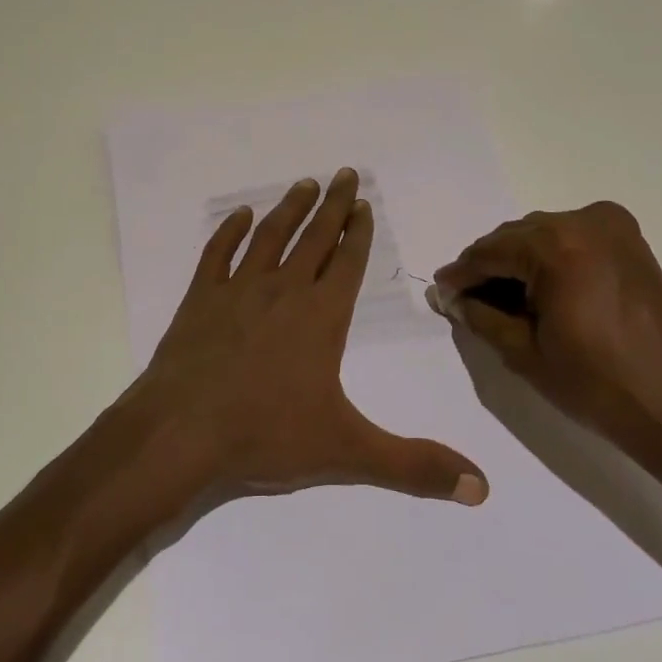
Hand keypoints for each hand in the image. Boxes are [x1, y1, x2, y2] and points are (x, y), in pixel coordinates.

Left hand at [126, 168, 487, 505]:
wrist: (180, 431)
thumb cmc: (265, 435)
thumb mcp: (347, 451)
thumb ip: (414, 465)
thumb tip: (482, 488)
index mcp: (321, 317)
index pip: (348, 262)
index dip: (359, 232)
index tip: (365, 204)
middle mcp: (284, 291)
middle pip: (315, 237)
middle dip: (334, 206)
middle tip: (345, 173)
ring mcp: (238, 290)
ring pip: (270, 236)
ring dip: (290, 208)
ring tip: (305, 184)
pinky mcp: (200, 298)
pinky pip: (217, 253)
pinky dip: (230, 231)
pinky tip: (240, 215)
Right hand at [430, 202, 661, 499]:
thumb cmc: (601, 386)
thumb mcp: (526, 353)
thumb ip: (481, 317)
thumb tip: (452, 298)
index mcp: (557, 245)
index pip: (490, 252)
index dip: (461, 275)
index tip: (440, 293)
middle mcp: (585, 221)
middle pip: (516, 238)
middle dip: (490, 267)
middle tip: (467, 301)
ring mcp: (614, 228)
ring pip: (544, 237)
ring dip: (519, 264)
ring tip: (501, 302)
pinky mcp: (632, 244)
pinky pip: (573, 242)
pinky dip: (550, 262)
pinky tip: (538, 294)